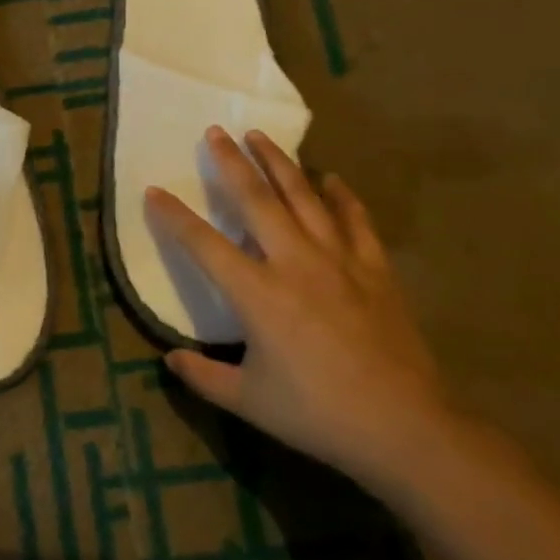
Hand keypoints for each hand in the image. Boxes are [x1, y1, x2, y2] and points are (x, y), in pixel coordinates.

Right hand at [148, 127, 455, 489]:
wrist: (406, 428)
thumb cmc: (318, 414)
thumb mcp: (249, 402)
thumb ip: (204, 376)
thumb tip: (168, 358)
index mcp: (257, 294)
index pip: (204, 244)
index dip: (175, 217)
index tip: (154, 191)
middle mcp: (294, 262)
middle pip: (256, 200)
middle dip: (231, 163)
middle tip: (215, 132)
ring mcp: (338, 260)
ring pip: (303, 197)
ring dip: (278, 163)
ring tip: (260, 137)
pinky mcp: (374, 269)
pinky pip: (355, 220)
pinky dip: (342, 196)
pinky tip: (331, 178)